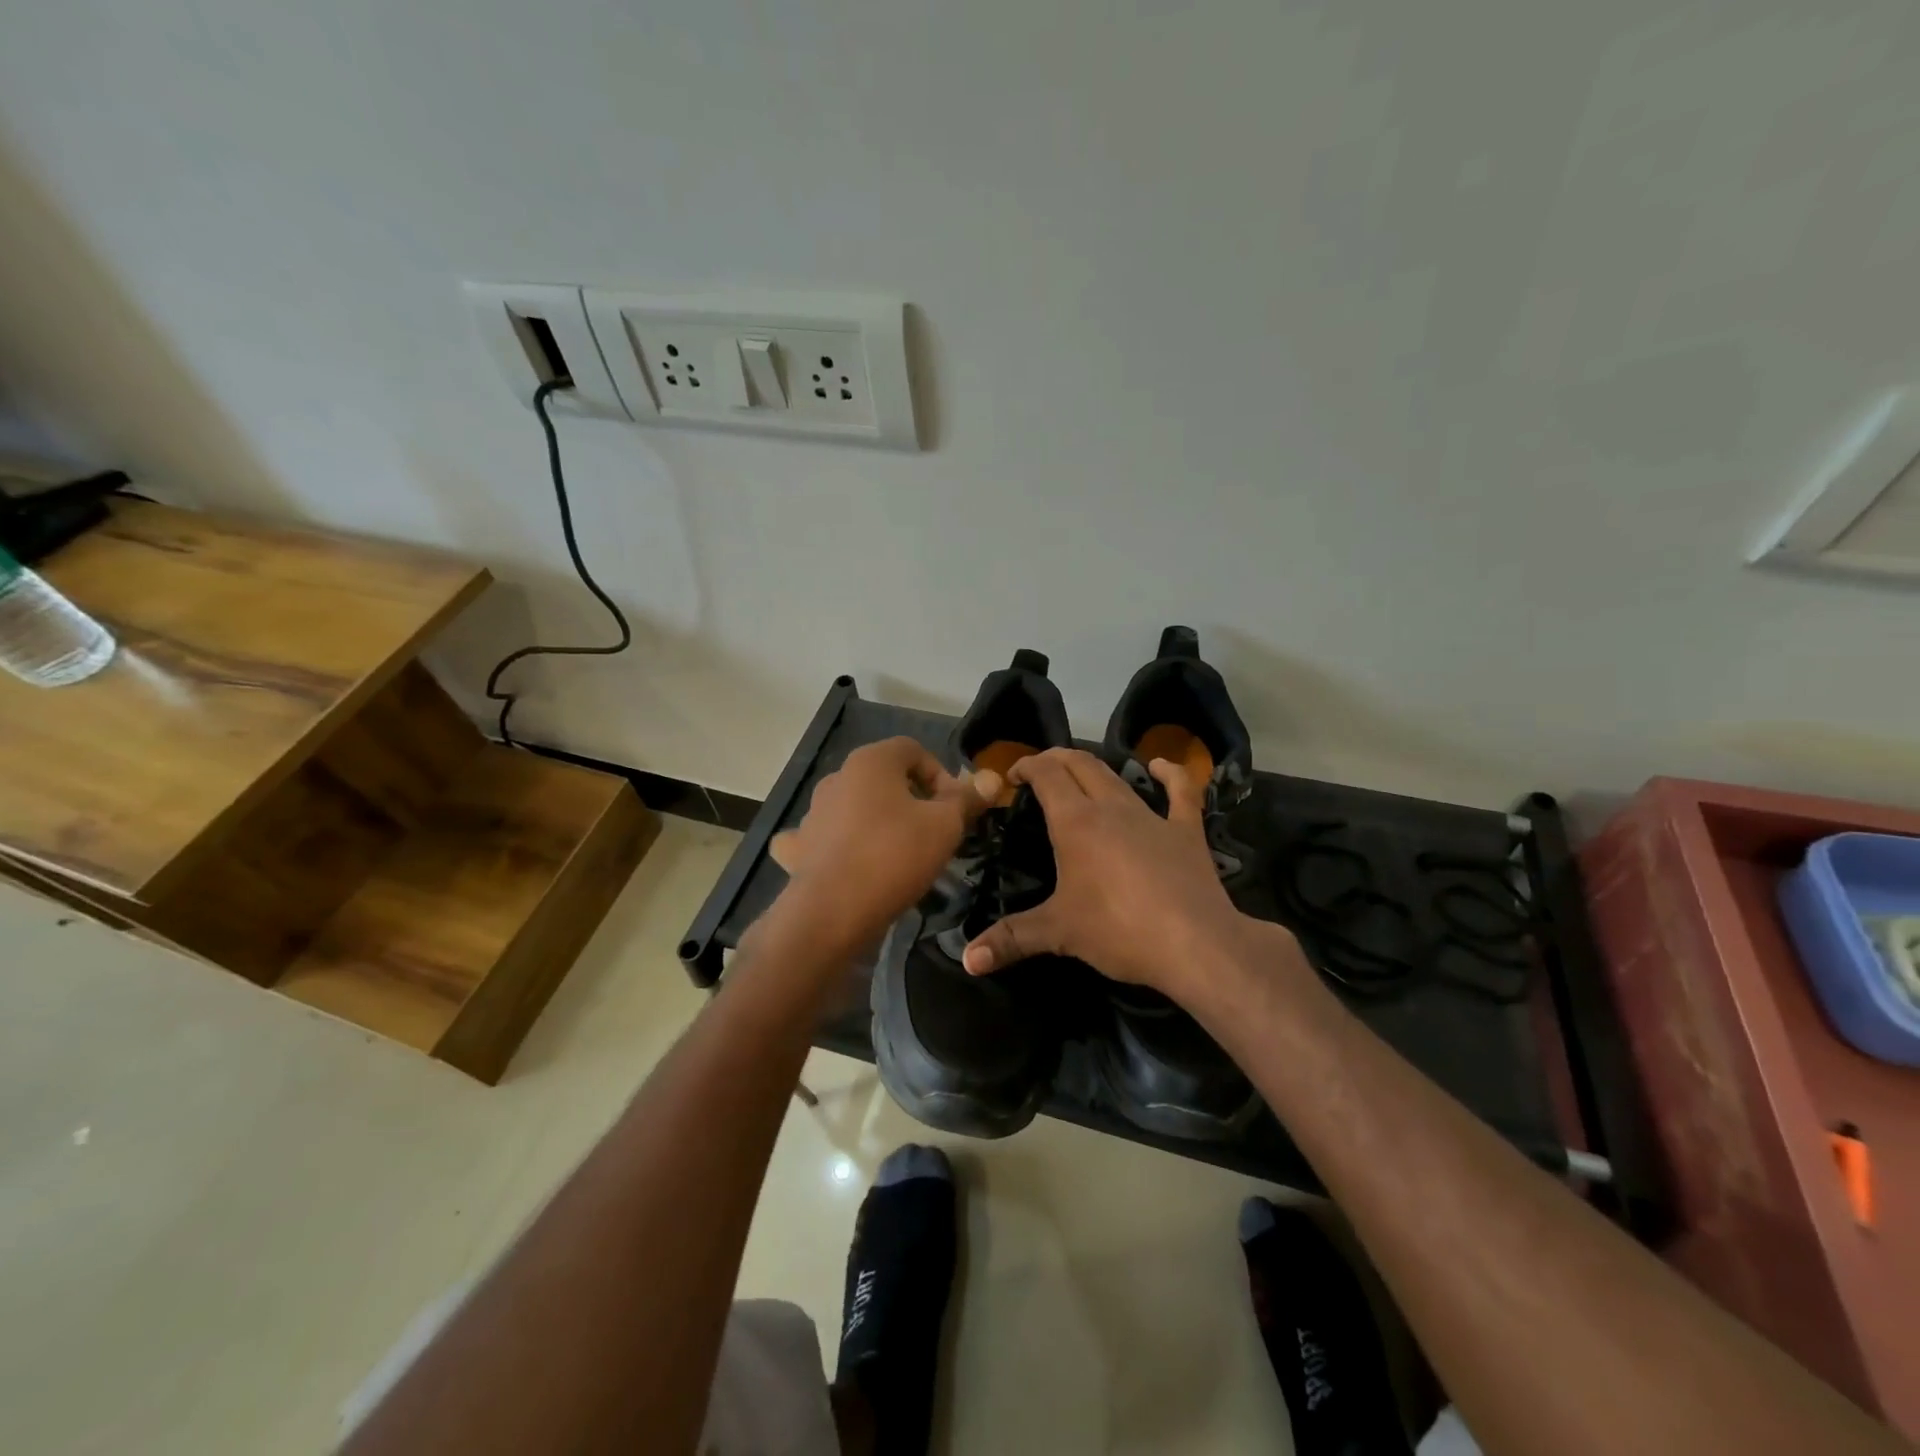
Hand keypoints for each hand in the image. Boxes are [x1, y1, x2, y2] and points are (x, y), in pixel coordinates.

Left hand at [766, 737, 997, 959]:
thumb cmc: (895, 855)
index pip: (914, 750)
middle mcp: (837, 777)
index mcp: (871, 761)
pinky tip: (852, 863)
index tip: (955, 808)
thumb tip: (991, 779)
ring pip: (857, 806)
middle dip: (913, 799)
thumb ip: (967, 799)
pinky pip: (826, 837)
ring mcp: (814, 812)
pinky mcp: (800, 846)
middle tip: (934, 832)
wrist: (833, 911)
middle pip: (885, 778)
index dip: (941, 775)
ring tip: (901, 854)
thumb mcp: (945, 826)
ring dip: (880, 820)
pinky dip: (840, 844)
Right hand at [961, 748, 1263, 1004]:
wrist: (1195, 944)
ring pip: (1118, 777)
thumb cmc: (1119, 930)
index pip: (1046, 774)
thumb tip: (968, 959)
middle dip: (1055, 759)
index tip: (1012, 777)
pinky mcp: (1186, 831)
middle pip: (1080, 765)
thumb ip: (1010, 939)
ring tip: (1079, 774)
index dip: (1027, 766)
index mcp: (1076, 822)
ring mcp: (1152, 816)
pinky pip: (1181, 791)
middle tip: (1039, 771)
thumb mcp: (1058, 933)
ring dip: (1094, 769)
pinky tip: (1160, 767)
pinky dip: (1170, 774)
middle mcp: (1111, 807)